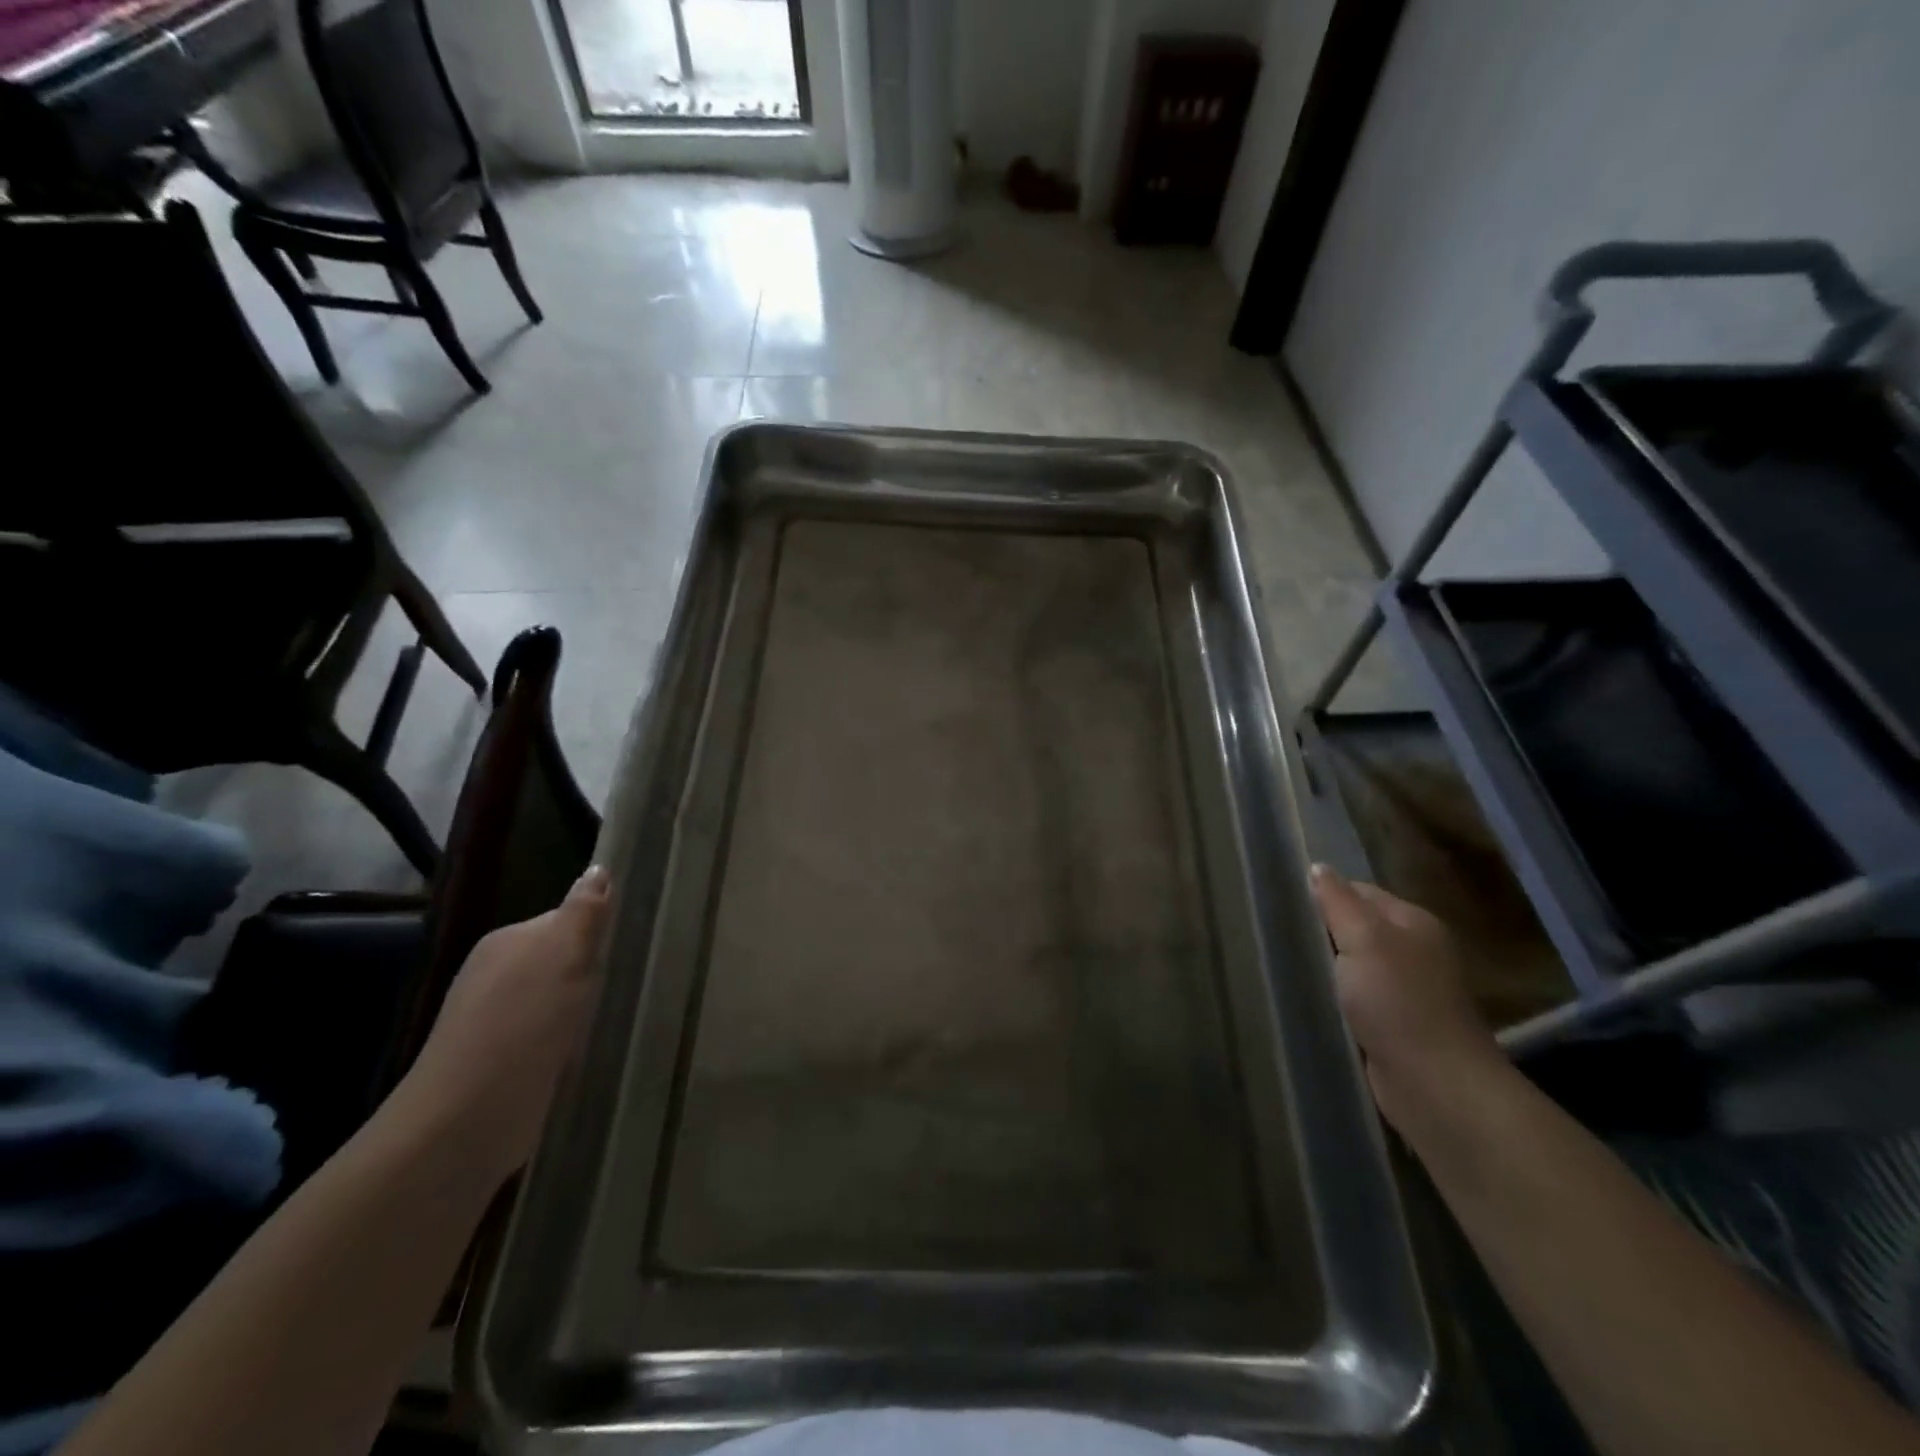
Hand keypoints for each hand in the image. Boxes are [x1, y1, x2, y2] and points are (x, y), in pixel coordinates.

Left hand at [392, 866, 611, 1183]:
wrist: (467, 1118)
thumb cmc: (524, 1023)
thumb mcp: (565, 954)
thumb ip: (584, 912)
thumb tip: (599, 868)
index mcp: (507, 941)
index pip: (565, 920)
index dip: (599, 932)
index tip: (634, 947)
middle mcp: (495, 976)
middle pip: (560, 961)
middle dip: (594, 972)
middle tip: (633, 983)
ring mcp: (494, 1023)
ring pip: (556, 1002)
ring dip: (585, 1010)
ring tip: (620, 1019)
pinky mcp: (501, 1066)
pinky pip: (549, 1039)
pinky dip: (571, 1044)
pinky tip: (591, 1053)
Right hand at [1310, 864, 1504, 1132]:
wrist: (1434, 1084)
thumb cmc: (1398, 1001)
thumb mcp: (1364, 938)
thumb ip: (1338, 901)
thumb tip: (1317, 867)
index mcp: (1413, 922)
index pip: (1359, 892)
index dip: (1323, 895)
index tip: (1285, 904)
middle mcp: (1414, 952)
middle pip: (1356, 928)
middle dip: (1321, 932)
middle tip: (1278, 934)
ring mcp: (1405, 991)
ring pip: (1352, 966)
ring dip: (1326, 968)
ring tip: (1284, 965)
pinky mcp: (1393, 1026)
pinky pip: (1354, 999)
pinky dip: (1334, 999)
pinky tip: (1309, 999)